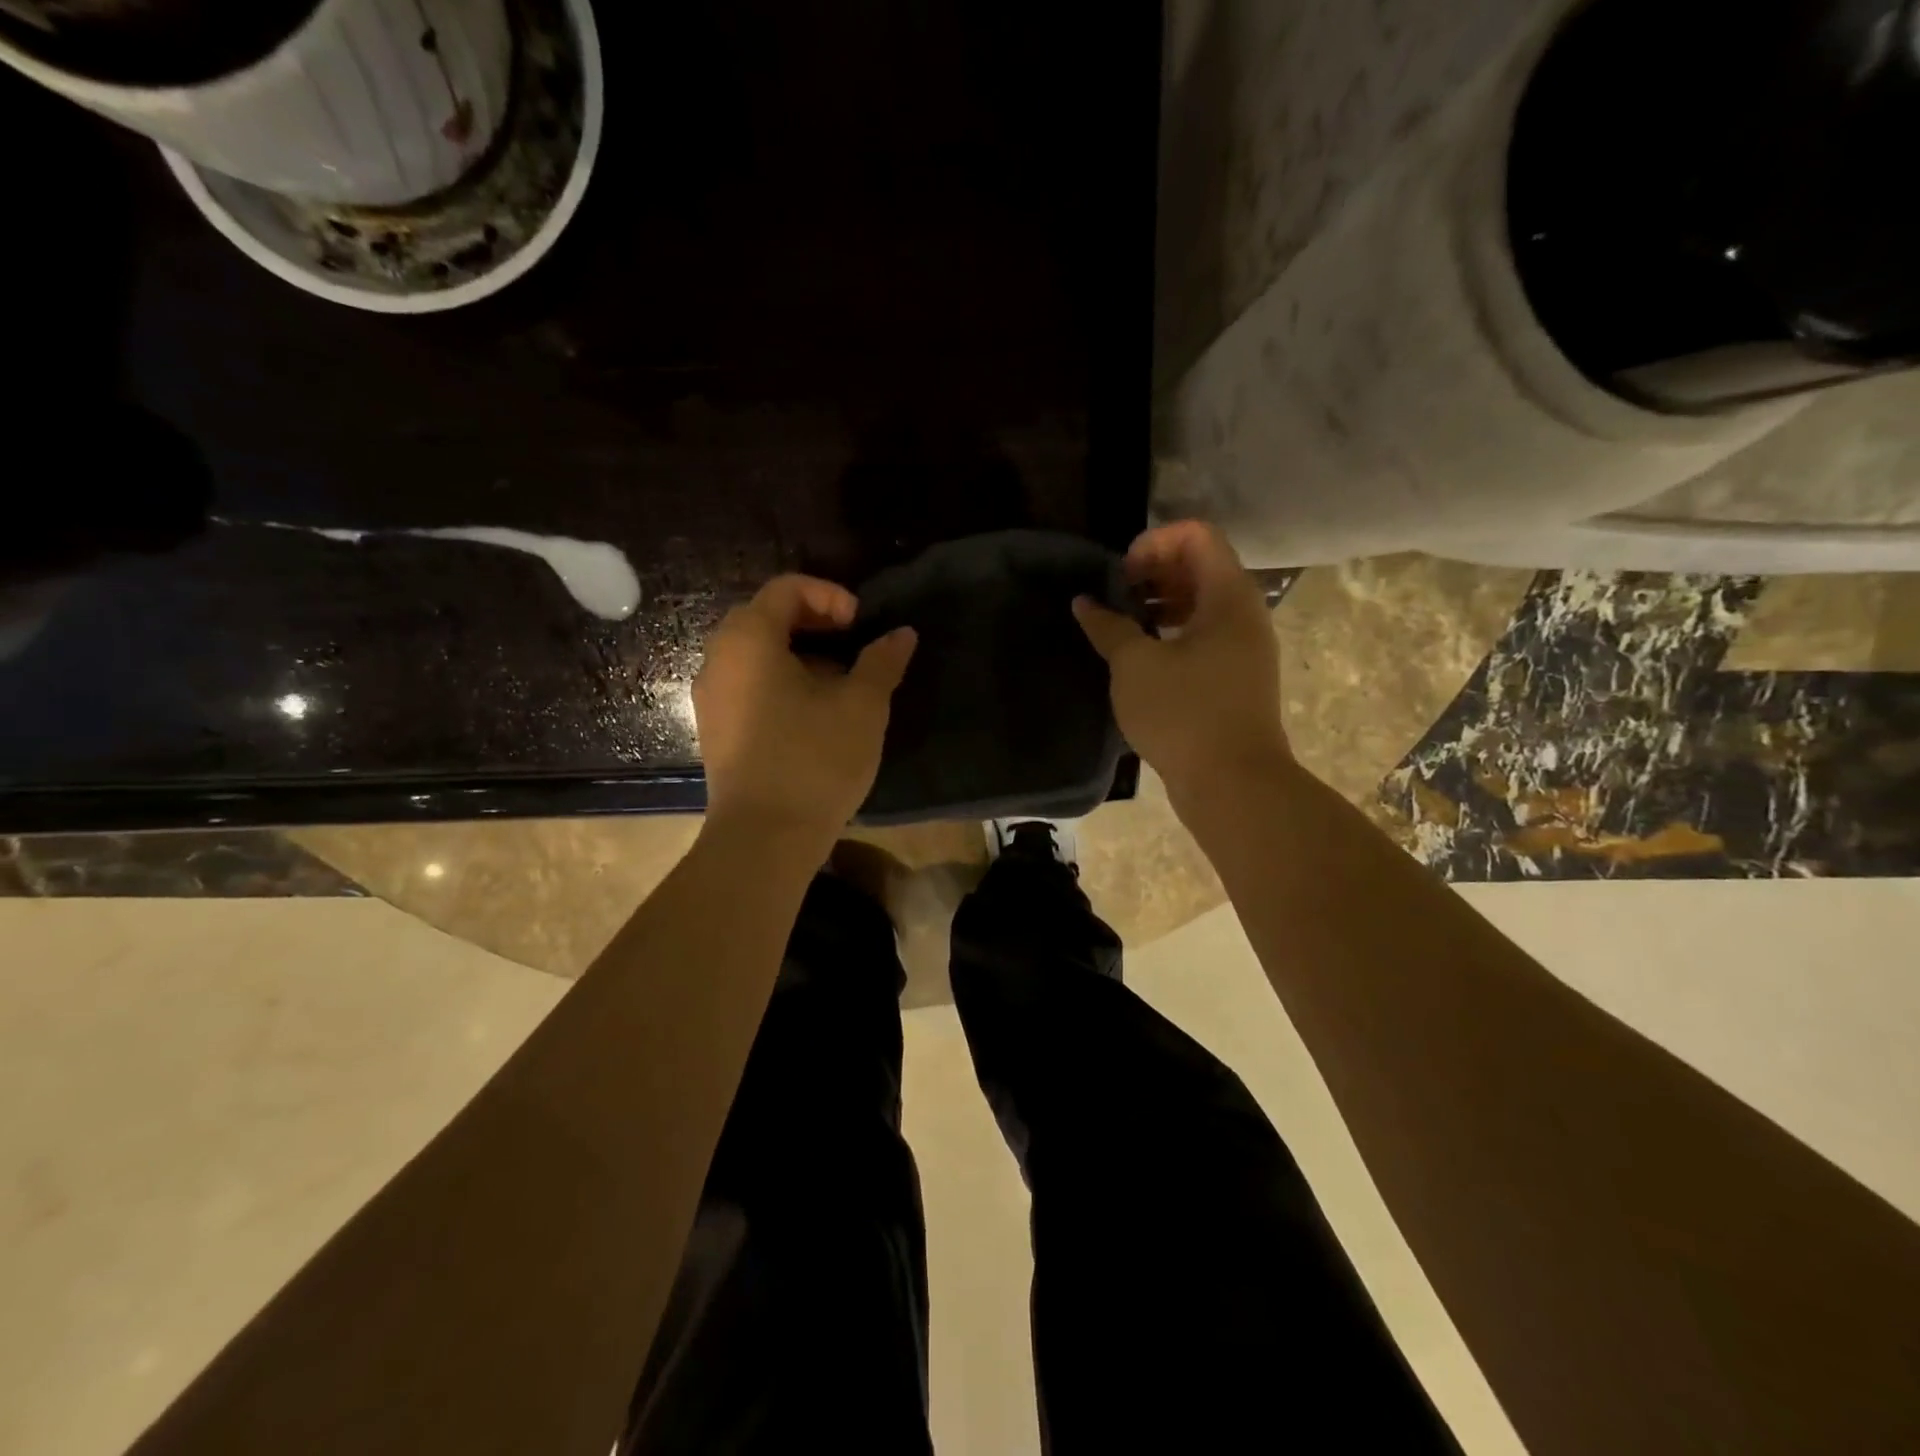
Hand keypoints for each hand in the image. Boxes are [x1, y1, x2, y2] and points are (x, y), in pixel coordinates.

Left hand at [693, 575, 916, 835]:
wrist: (764, 839)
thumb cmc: (815, 760)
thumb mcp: (862, 706)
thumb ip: (882, 661)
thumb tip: (902, 633)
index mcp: (749, 640)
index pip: (786, 589)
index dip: (830, 595)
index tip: (861, 625)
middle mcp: (719, 659)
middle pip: (766, 617)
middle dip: (815, 623)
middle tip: (853, 646)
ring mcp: (711, 697)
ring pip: (756, 654)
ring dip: (800, 655)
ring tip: (841, 683)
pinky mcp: (716, 729)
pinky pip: (748, 684)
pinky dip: (781, 682)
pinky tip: (814, 714)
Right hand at [1072, 522, 1286, 802]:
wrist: (1233, 784)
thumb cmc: (1183, 714)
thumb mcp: (1134, 665)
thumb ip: (1108, 626)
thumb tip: (1085, 603)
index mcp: (1228, 596)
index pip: (1197, 535)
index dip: (1154, 543)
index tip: (1121, 575)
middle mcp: (1245, 613)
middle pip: (1201, 566)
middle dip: (1155, 572)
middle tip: (1116, 597)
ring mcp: (1245, 648)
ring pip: (1203, 604)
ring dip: (1161, 604)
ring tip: (1123, 626)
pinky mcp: (1236, 678)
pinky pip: (1205, 636)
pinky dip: (1173, 633)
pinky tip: (1141, 657)